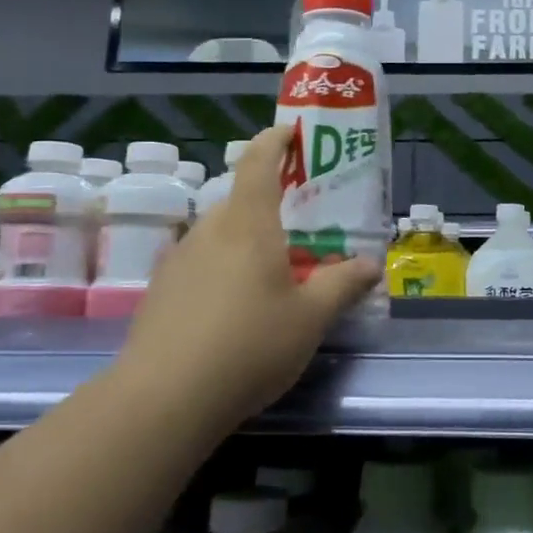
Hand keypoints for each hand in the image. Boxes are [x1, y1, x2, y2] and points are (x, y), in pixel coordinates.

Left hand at [116, 125, 380, 435]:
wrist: (164, 399)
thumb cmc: (250, 344)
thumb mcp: (311, 318)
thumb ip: (342, 284)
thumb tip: (371, 264)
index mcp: (248, 224)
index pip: (259, 161)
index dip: (276, 140)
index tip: (293, 133)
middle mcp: (208, 230)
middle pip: (241, 201)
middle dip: (271, 205)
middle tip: (303, 229)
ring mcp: (178, 260)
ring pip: (220, 235)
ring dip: (248, 241)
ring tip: (274, 274)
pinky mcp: (160, 291)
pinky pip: (201, 264)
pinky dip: (224, 269)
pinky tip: (237, 309)